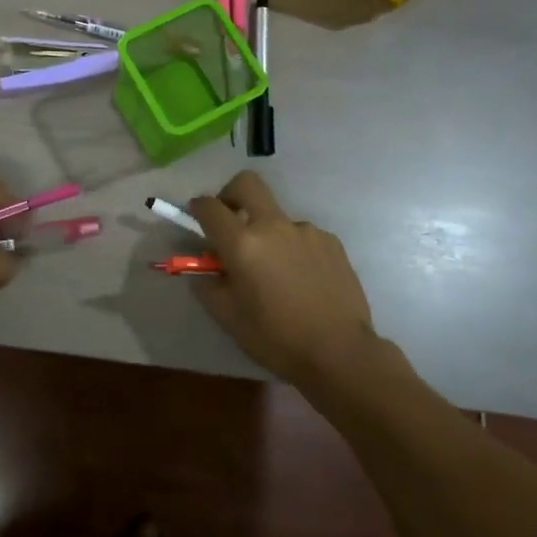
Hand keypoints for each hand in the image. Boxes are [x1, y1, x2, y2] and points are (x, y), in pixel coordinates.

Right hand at [188, 172, 378, 383]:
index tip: (196, 216)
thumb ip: (208, 286)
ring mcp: (305, 230)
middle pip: (247, 184)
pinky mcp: (330, 241)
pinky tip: (302, 280)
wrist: (340, 352)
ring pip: (277, 217)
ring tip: (276, 273)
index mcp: (242, 244)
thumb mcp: (228, 318)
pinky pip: (302, 235)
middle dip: (231, 193)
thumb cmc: (276, 338)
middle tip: (230, 219)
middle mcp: (273, 226)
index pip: (209, 207)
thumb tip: (204, 271)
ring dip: (268, 233)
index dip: (198, 208)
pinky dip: (293, 248)